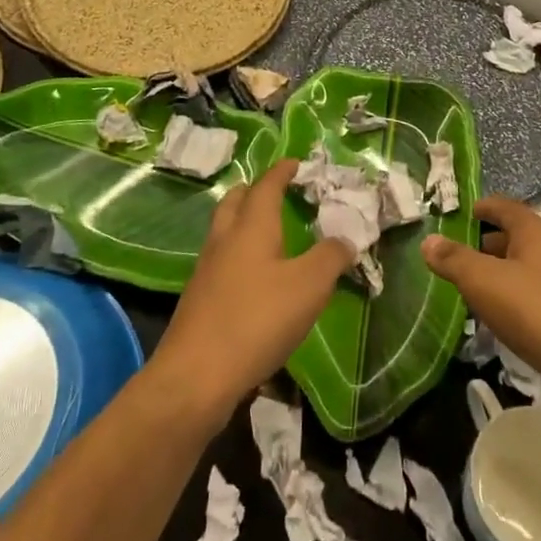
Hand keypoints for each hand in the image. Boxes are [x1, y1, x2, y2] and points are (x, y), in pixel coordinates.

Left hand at [150, 160, 352, 426]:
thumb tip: (345, 238)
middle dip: (256, 191)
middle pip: (236, 201)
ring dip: (244, 223)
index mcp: (251, 226)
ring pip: (225, 230)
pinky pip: (221, 260)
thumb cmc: (257, 320)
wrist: (195, 377)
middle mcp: (224, 239)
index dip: (282, 171)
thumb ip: (331, 257)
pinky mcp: (199, 299)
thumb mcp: (309, 286)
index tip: (296, 163)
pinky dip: (239, 255)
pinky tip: (254, 278)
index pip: (266, 185)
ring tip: (269, 233)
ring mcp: (206, 269)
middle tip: (278, 193)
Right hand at [422, 196, 540, 375]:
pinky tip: (501, 315)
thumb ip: (454, 259)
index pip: (506, 207)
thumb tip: (428, 240)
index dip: (484, 207)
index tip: (464, 213)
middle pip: (517, 238)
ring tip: (474, 286)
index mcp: (535, 232)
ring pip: (526, 268)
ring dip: (501, 272)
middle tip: (460, 255)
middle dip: (488, 243)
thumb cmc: (532, 308)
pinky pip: (536, 295)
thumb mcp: (483, 281)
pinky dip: (515, 297)